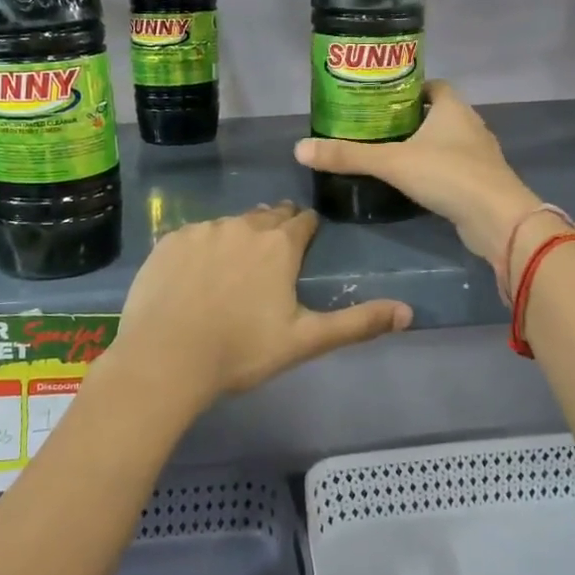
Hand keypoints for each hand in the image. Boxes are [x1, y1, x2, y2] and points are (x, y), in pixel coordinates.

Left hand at [115, 201, 411, 405]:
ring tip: (233, 269)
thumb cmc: (241, 350)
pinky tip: (197, 276)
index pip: (302, 221)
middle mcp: (243, 226)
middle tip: (273, 255)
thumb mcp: (305, 340)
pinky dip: (203, 248)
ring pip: (230, 224)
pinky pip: (196, 235)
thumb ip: (358, 323)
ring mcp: (202, 230)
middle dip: (275, 228)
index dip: (307, 230)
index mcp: (278, 245)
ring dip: (238, 237)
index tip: (306, 242)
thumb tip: (409, 312)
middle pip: (267, 216)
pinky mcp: (170, 240)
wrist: (165, 358)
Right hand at [294, 81, 544, 268]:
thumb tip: (300, 149)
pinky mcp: (481, 182)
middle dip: (410, 119)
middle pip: (438, 113)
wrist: (498, 219)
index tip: (382, 99)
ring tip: (390, 154)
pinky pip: (454, 167)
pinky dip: (435, 170)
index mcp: (453, 107)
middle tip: (376, 127)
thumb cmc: (448, 175)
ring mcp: (480, 155)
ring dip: (424, 146)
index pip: (432, 85)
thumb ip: (348, 156)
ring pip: (446, 142)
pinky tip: (414, 183)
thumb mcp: (392, 162)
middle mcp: (470, 125)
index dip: (409, 88)